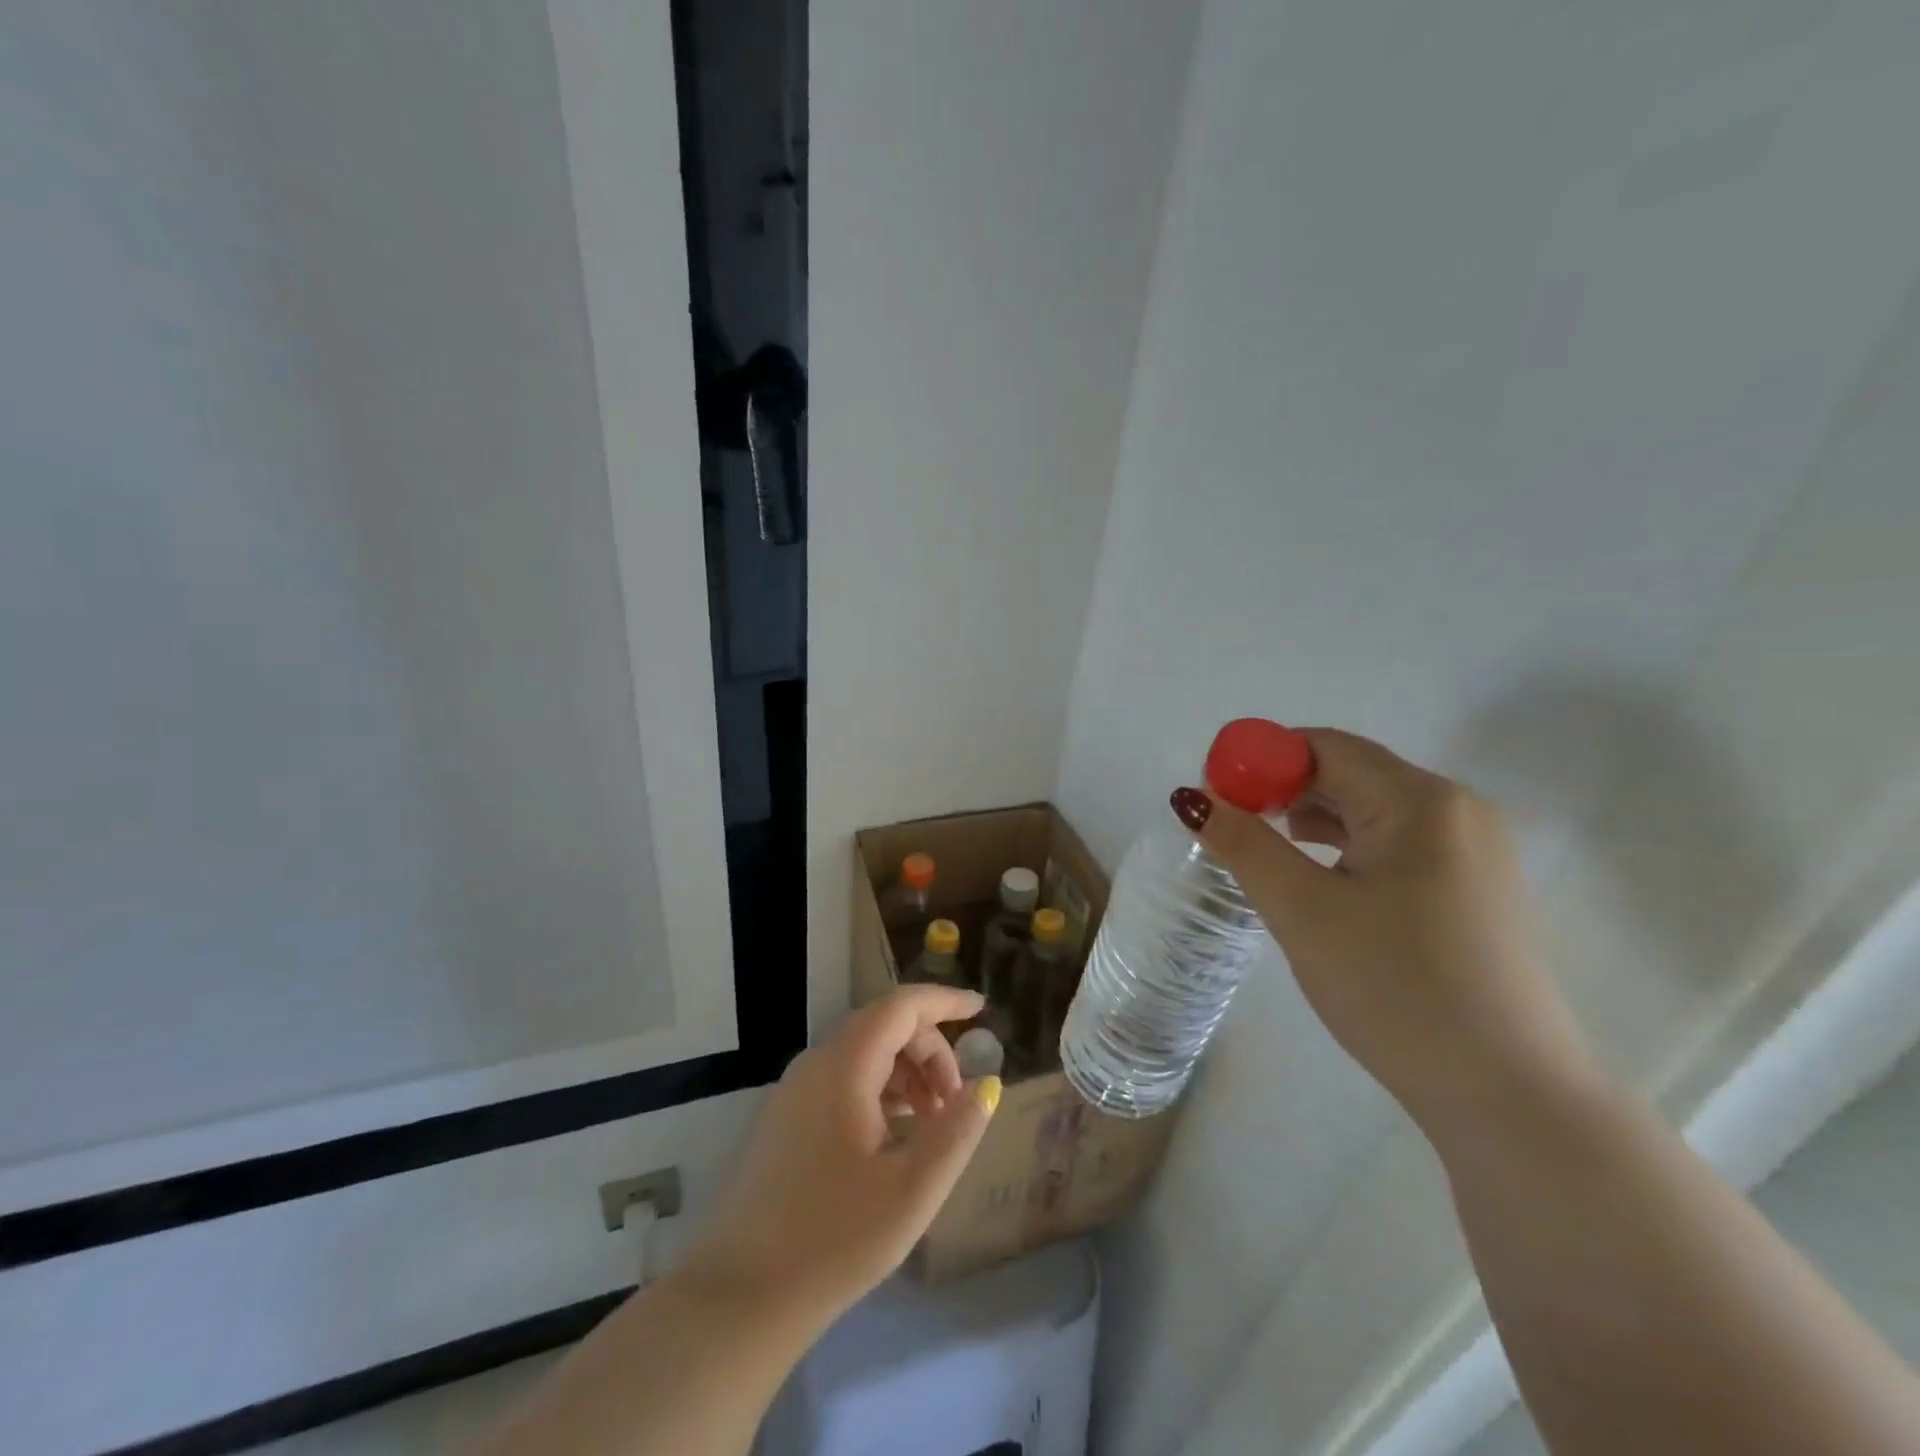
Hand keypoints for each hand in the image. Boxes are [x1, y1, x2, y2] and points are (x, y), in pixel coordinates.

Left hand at [679, 984, 1000, 1326]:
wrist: (740, 1297)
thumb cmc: (835, 1240)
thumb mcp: (913, 1189)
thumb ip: (956, 1131)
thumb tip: (987, 1085)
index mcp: (844, 1067)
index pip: (901, 1007)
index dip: (944, 1001)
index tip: (981, 1010)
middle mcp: (815, 1064)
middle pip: (884, 1028)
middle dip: (930, 1051)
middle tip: (956, 1103)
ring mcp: (794, 1091)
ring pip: (863, 1055)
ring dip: (906, 1074)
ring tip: (932, 1124)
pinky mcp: (785, 1119)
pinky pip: (843, 1080)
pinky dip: (880, 1092)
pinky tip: (896, 1136)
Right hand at [1174, 728, 1598, 1132]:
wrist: (1511, 1098)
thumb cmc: (1396, 989)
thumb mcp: (1303, 911)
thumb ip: (1244, 845)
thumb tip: (1194, 799)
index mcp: (1420, 800)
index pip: (1322, 748)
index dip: (1259, 762)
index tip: (1216, 799)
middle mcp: (1458, 810)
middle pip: (1350, 774)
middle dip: (1282, 791)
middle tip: (1231, 829)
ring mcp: (1475, 852)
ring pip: (1373, 811)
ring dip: (1312, 820)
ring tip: (1267, 854)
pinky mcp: (1477, 890)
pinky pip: (1397, 845)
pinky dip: (1348, 849)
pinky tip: (1320, 881)